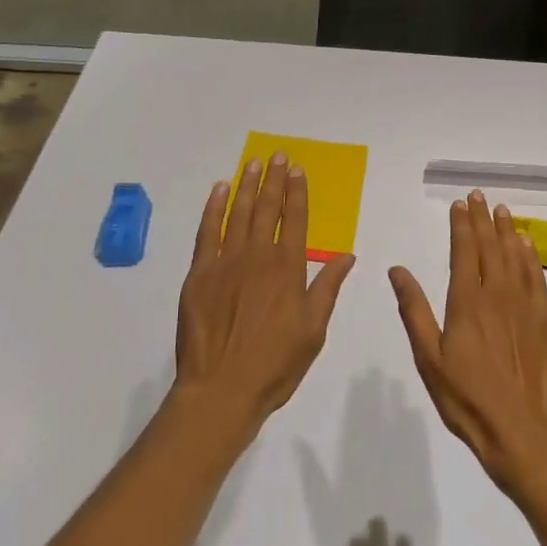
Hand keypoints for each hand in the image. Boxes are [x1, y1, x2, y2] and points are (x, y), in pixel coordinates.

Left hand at [175, 152, 355, 432]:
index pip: (296, 220)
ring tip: (252, 163)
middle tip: (276, 156)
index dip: (297, 193)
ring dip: (246, 186)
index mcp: (288, 269)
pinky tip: (220, 190)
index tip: (297, 171)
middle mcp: (258, 257)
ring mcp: (225, 262)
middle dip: (273, 180)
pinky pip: (207, 232)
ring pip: (238, 214)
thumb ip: (327, 288)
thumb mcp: (313, 330)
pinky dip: (214, 209)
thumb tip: (347, 256)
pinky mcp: (199, 274)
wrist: (221, 389)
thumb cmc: (274, 365)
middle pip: (267, 209)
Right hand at [389, 191, 546, 498]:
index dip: (461, 225)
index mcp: (467, 301)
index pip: (464, 251)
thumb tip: (397, 270)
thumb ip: (413, 310)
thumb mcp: (428, 357)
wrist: (519, 431)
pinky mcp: (544, 322)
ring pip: (516, 257)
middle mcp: (497, 295)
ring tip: (503, 211)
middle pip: (490, 247)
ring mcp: (525, 307)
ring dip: (508, 231)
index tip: (459, 204)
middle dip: (483, 219)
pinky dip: (531, 258)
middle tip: (479, 196)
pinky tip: (528, 246)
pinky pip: (537, 279)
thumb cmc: (465, 397)